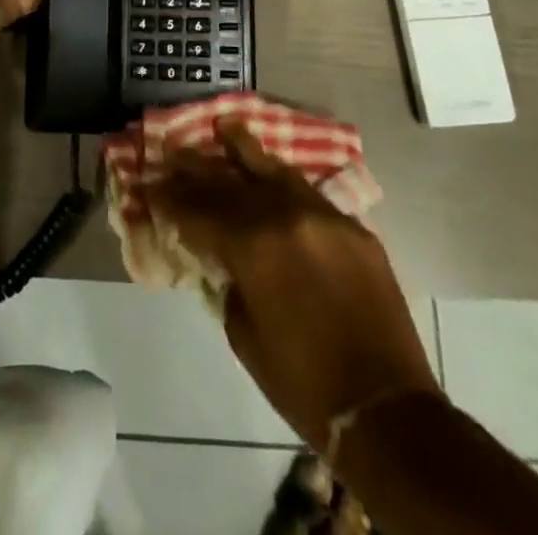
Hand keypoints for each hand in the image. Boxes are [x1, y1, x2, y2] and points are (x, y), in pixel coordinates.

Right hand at [146, 121, 439, 448]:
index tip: (151, 186)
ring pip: (273, 171)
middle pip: (230, 183)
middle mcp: (286, 216)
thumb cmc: (303, 383)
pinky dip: (283, 180)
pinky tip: (271, 170)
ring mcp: (323, 216)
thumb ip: (230, 282)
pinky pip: (308, 193)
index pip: (199, 212)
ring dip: (244, 149)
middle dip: (197, 169)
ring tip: (224, 126)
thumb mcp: (245, 335)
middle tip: (173, 152)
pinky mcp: (352, 227)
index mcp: (253, 246)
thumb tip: (225, 258)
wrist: (386, 410)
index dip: (171, 200)